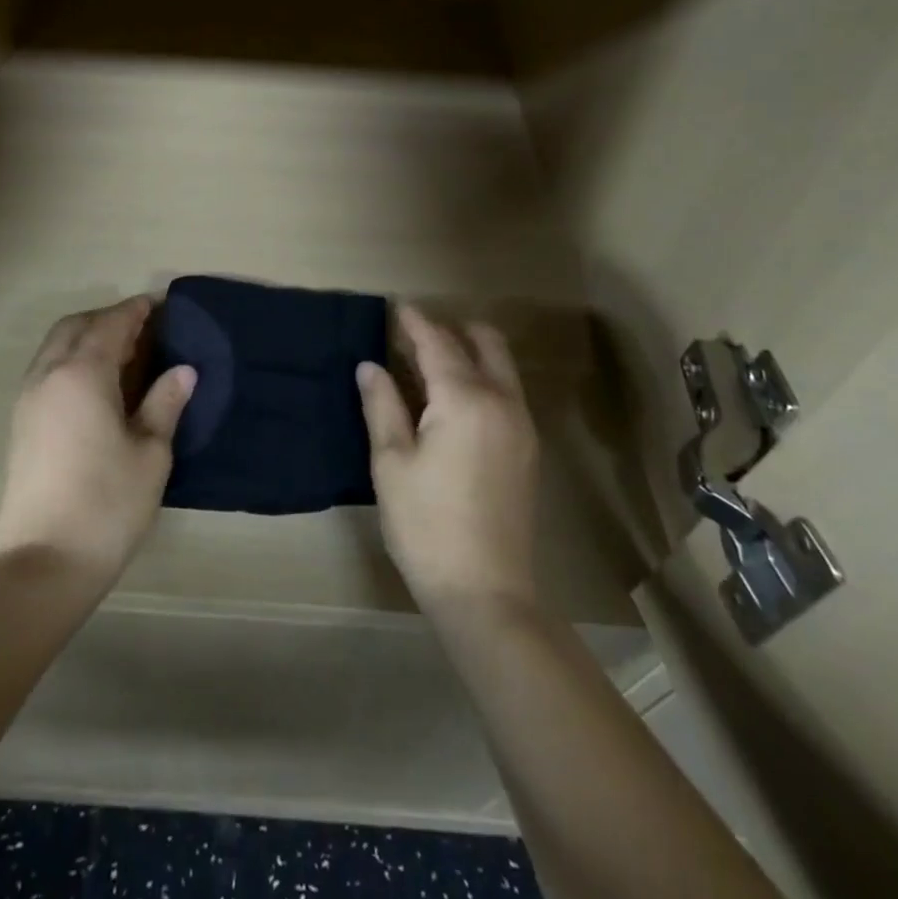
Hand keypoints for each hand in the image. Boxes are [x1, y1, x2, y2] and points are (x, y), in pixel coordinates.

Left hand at [0, 295, 196, 589]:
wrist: (43, 563)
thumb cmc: (107, 504)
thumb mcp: (150, 453)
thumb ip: (165, 404)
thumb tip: (184, 371)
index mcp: (82, 374)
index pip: (111, 325)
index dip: (135, 310)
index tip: (159, 303)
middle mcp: (48, 376)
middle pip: (75, 327)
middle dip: (106, 318)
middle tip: (142, 328)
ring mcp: (28, 400)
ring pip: (55, 347)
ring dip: (85, 338)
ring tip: (122, 355)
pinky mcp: (20, 425)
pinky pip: (46, 371)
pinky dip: (71, 361)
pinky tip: (95, 386)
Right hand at [356, 306, 539, 615]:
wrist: (487, 592)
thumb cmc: (426, 525)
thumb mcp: (391, 462)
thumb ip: (382, 405)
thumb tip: (370, 365)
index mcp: (465, 399)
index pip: (438, 344)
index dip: (414, 322)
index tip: (396, 305)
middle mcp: (502, 401)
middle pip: (483, 343)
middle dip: (450, 330)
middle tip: (411, 336)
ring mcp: (521, 425)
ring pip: (500, 366)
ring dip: (469, 352)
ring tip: (428, 363)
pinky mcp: (527, 449)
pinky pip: (506, 391)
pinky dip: (481, 377)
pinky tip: (452, 399)